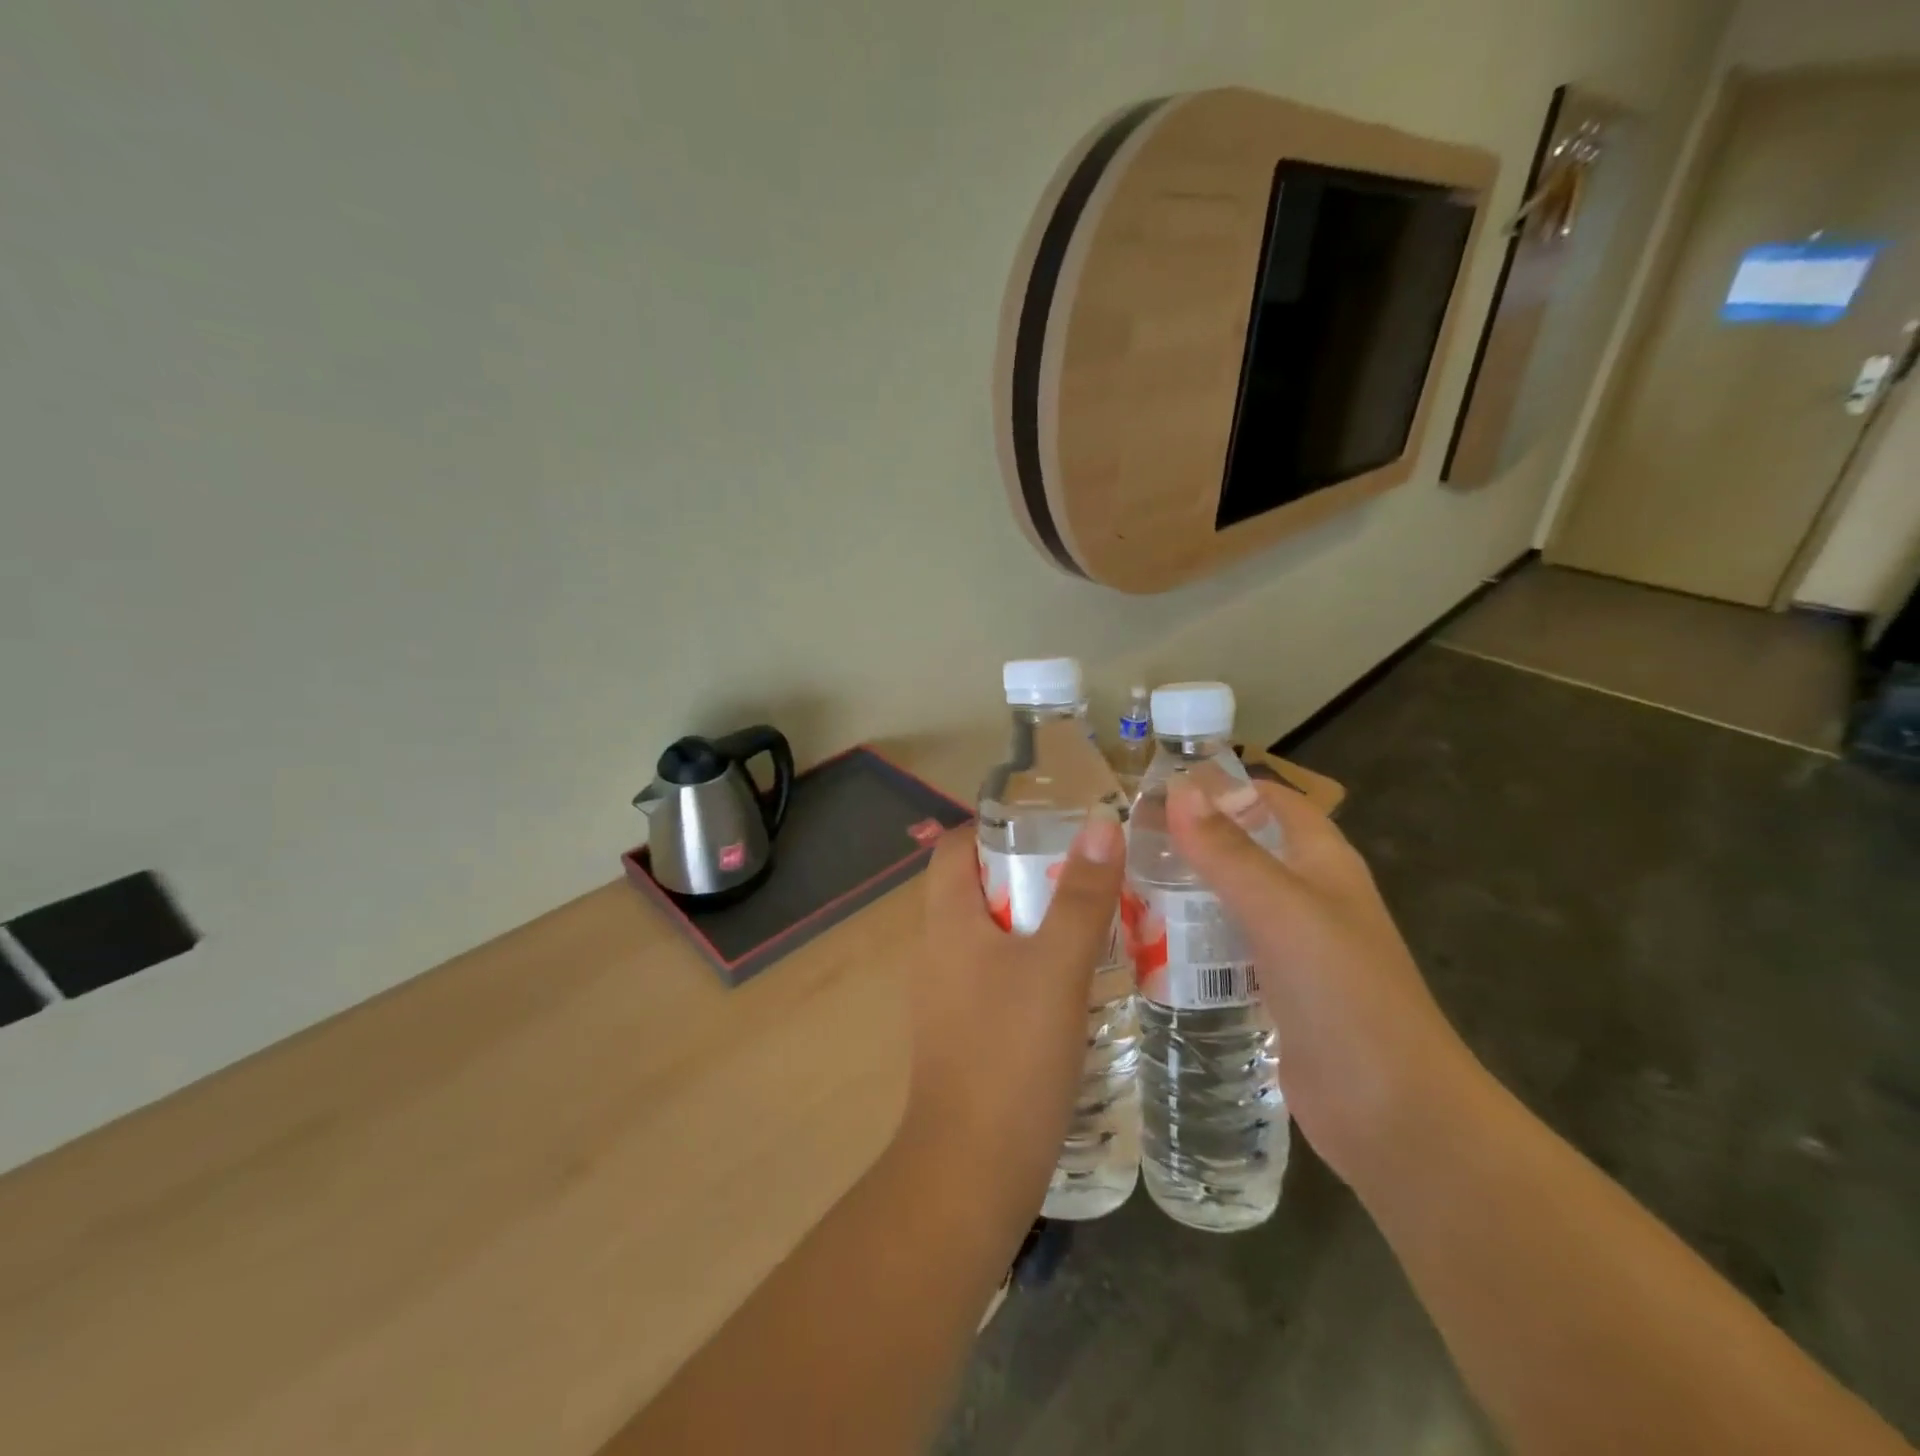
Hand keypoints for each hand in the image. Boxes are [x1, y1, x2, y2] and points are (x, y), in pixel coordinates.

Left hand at [898, 813, 1124, 1223]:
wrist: (971, 1170)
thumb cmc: (1010, 1054)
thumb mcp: (1057, 966)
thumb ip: (1081, 895)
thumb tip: (1100, 823)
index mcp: (948, 921)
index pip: (956, 846)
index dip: (997, 827)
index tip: (1053, 827)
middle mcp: (939, 949)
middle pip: (979, 887)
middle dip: (1033, 873)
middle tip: (1092, 874)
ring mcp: (950, 994)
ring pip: (994, 935)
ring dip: (1040, 922)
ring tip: (1099, 919)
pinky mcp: (967, 1032)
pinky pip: (1000, 977)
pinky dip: (1036, 965)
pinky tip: (1080, 982)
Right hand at [1166, 773, 1475, 1182]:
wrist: (1391, 1112)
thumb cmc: (1343, 993)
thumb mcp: (1280, 909)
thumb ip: (1228, 851)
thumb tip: (1178, 789)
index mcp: (1324, 863)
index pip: (1274, 801)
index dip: (1224, 786)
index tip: (1158, 786)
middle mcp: (1310, 897)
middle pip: (1247, 849)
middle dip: (1194, 839)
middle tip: (1126, 839)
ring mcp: (1294, 948)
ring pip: (1233, 900)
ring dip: (1189, 890)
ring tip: (1124, 883)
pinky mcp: (1276, 992)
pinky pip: (1229, 949)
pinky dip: (1195, 939)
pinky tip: (1150, 943)